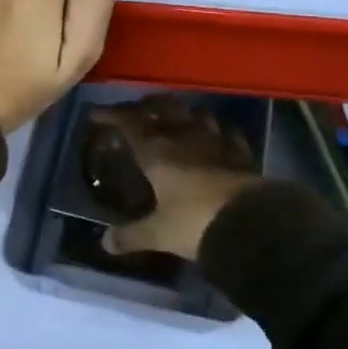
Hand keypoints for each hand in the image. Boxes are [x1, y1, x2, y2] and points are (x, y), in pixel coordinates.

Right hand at [94, 96, 260, 260]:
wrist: (251, 225)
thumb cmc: (194, 223)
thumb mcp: (158, 233)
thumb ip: (130, 236)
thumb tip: (105, 242)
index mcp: (157, 151)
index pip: (129, 122)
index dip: (111, 114)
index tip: (96, 113)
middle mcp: (185, 137)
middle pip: (164, 107)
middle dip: (148, 105)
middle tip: (138, 110)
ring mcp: (217, 142)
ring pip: (197, 114)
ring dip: (184, 112)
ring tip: (176, 119)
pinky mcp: (241, 153)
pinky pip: (228, 132)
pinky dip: (218, 130)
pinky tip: (217, 135)